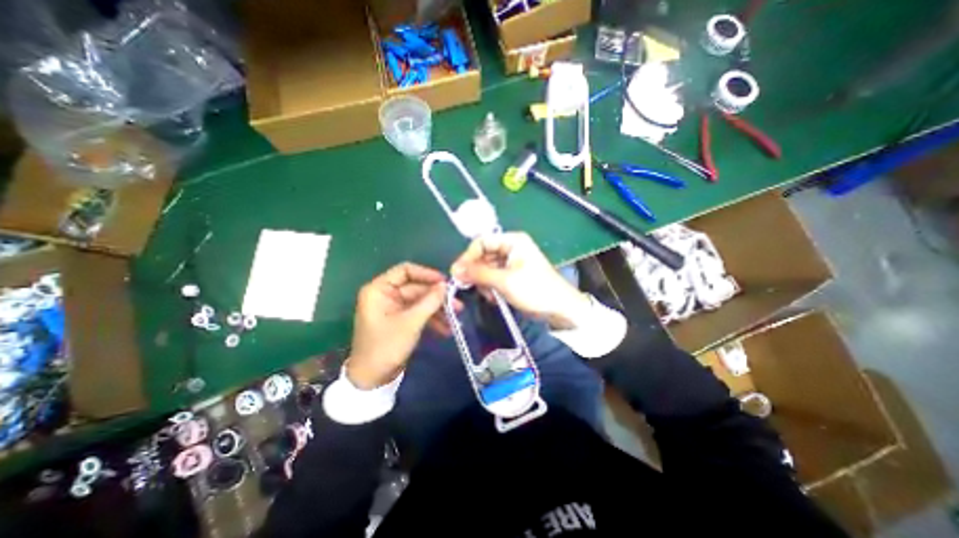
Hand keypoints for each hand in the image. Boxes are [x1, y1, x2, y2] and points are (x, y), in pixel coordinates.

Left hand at [347, 262, 448, 387]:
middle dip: (437, 297)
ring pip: (420, 301)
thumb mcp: (410, 323)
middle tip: (458, 304)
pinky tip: (447, 329)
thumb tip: (446, 285)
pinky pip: (419, 313)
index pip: (405, 271)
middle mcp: (386, 295)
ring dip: (438, 309)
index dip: (426, 274)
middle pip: (416, 288)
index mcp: (379, 290)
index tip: (445, 282)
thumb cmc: (386, 347)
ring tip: (457, 318)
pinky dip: (432, 320)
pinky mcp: (401, 320)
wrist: (372, 379)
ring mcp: (394, 308)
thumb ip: (429, 301)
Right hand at [451, 232, 591, 328]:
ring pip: (487, 268)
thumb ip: (478, 274)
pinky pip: (494, 277)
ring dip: (484, 282)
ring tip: (489, 295)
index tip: (457, 273)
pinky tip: (494, 297)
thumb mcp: (504, 281)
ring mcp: (512, 262)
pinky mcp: (513, 275)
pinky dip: (491, 287)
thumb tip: (455, 270)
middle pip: (483, 255)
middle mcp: (511, 248)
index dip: (468, 256)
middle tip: (469, 287)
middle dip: (476, 272)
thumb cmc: (534, 290)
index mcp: (512, 241)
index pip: (482, 242)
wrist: (559, 308)